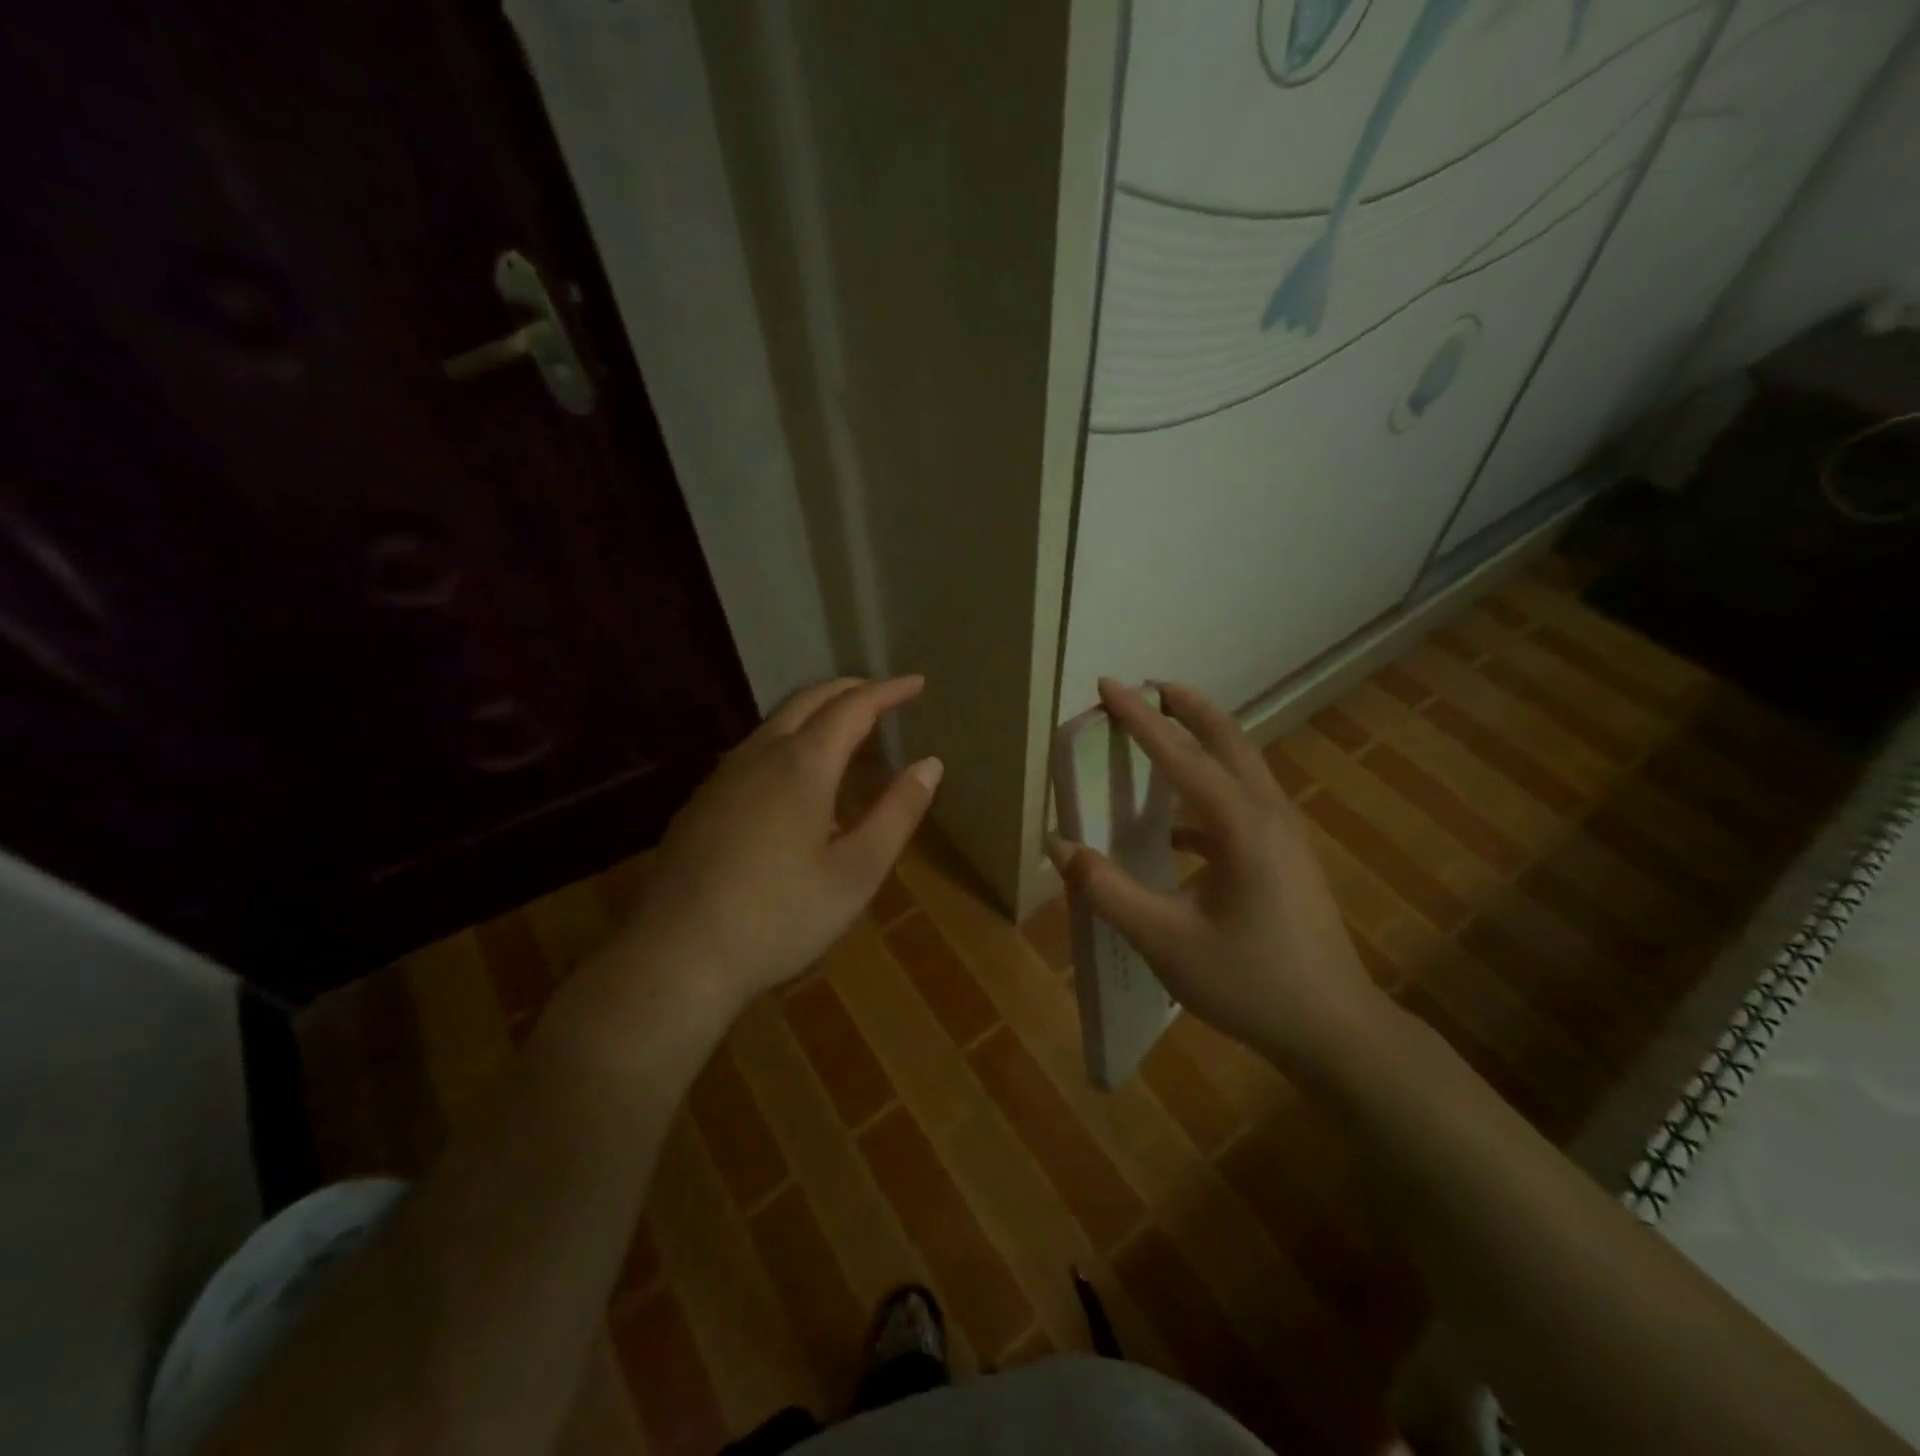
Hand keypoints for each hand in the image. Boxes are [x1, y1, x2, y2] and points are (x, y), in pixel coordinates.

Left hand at [608, 676, 942, 1018]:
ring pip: (775, 722)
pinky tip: (793, 776)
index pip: (853, 707)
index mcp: (803, 766)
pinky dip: (788, 739)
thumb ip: (897, 813)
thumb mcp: (857, 872)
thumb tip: (931, 764)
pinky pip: (754, 750)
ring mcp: (723, 777)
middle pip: (808, 700)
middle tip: (882, 694)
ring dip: (815, 712)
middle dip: (849, 689)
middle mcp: (760, 756)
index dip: (888, 691)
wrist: (678, 955)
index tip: (916, 683)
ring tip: (844, 728)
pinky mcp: (702, 802)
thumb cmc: (781, 916)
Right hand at [1046, 679, 1391, 1087]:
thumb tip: (1059, 848)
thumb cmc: (1250, 984)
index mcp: (1241, 827)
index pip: (1181, 757)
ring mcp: (1286, 836)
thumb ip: (1107, 891)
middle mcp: (1269, 816)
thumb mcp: (1166, 942)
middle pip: (1229, 742)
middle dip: (1189, 708)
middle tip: (1151, 686)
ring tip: (1163, 734)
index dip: (1140, 720)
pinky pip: (1244, 805)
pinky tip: (1175, 829)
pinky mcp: (1288, 858)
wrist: (1336, 1031)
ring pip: (1242, 768)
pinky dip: (1208, 794)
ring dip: (1204, 742)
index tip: (1109, 685)